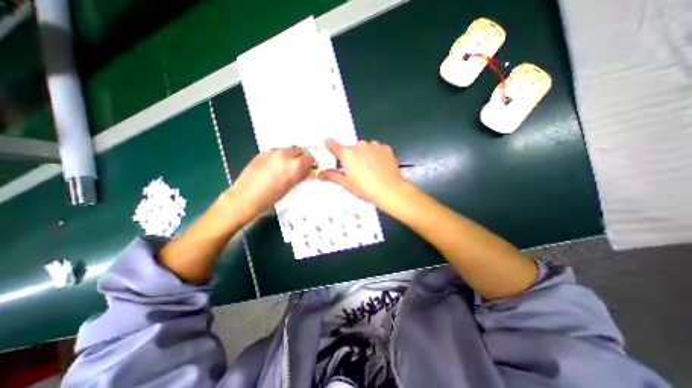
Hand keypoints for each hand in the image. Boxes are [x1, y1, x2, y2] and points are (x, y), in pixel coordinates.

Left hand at [227, 148, 314, 221]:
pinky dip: (280, 157)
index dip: (311, 163)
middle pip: (300, 150)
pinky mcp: (262, 153)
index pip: (309, 158)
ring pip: (288, 149)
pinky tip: (275, 167)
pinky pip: (277, 151)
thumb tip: (305, 171)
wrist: (245, 198)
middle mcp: (284, 155)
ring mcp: (272, 152)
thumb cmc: (270, 198)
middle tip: (301, 166)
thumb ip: (300, 176)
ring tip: (287, 167)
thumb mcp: (290, 188)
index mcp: (294, 165)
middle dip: (302, 157)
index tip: (310, 168)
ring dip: (291, 156)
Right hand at [316, 138, 406, 206]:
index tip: (329, 146)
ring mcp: (373, 145)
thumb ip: (333, 176)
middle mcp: (359, 146)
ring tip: (370, 169)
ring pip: (365, 148)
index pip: (333, 144)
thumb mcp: (347, 183)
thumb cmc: (366, 188)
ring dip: (365, 155)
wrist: (390, 190)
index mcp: (347, 154)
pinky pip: (377, 149)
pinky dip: (376, 155)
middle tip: (356, 170)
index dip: (330, 146)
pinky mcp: (385, 148)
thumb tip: (321, 175)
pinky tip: (379, 166)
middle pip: (351, 149)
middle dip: (352, 157)